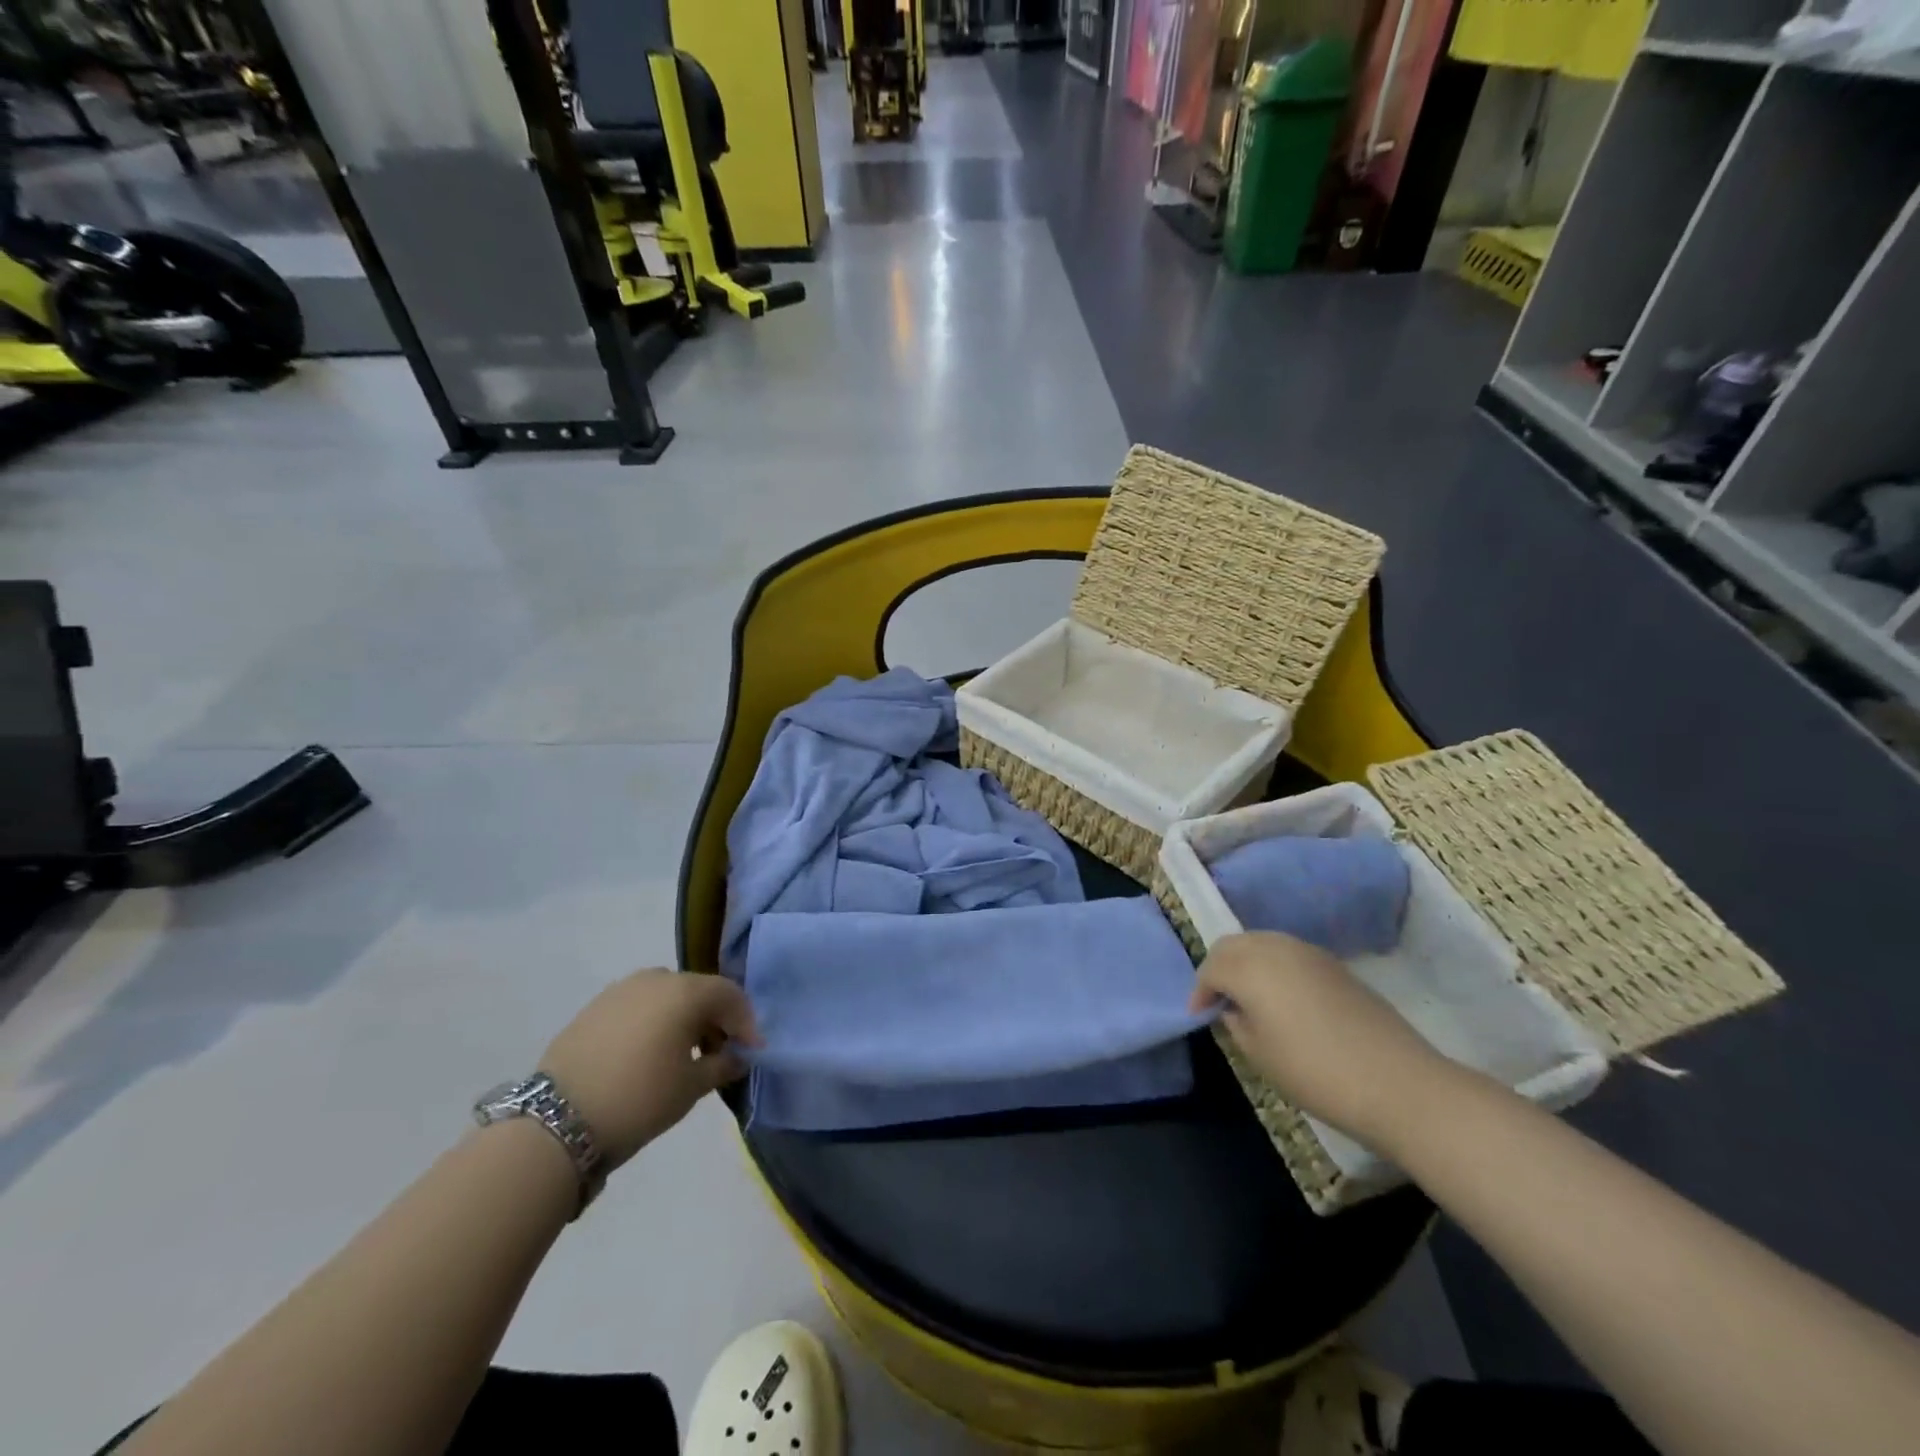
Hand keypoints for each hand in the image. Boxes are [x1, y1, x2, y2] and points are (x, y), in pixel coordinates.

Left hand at [540, 969, 760, 1171]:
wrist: (557, 1121)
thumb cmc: (640, 1098)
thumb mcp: (692, 1086)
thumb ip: (723, 1065)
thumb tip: (738, 1057)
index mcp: (685, 990)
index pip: (729, 995)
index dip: (746, 1023)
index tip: (751, 1052)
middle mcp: (655, 978)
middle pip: (698, 991)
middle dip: (714, 1019)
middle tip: (719, 1053)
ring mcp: (620, 990)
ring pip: (666, 997)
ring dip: (682, 1019)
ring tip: (682, 1055)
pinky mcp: (594, 1008)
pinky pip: (638, 1007)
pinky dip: (653, 1023)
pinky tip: (648, 1054)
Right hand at [1190, 931, 1457, 1151]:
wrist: (1396, 1082)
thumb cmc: (1315, 1072)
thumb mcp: (1259, 1055)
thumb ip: (1236, 1023)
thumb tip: (1234, 1008)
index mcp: (1250, 968)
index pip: (1211, 968)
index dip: (1200, 992)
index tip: (1200, 1015)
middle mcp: (1275, 948)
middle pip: (1233, 945)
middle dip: (1219, 968)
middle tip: (1218, 1000)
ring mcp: (1308, 951)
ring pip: (1261, 942)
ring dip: (1247, 962)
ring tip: (1248, 997)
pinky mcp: (1334, 964)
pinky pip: (1288, 952)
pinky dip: (1274, 966)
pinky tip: (1282, 997)